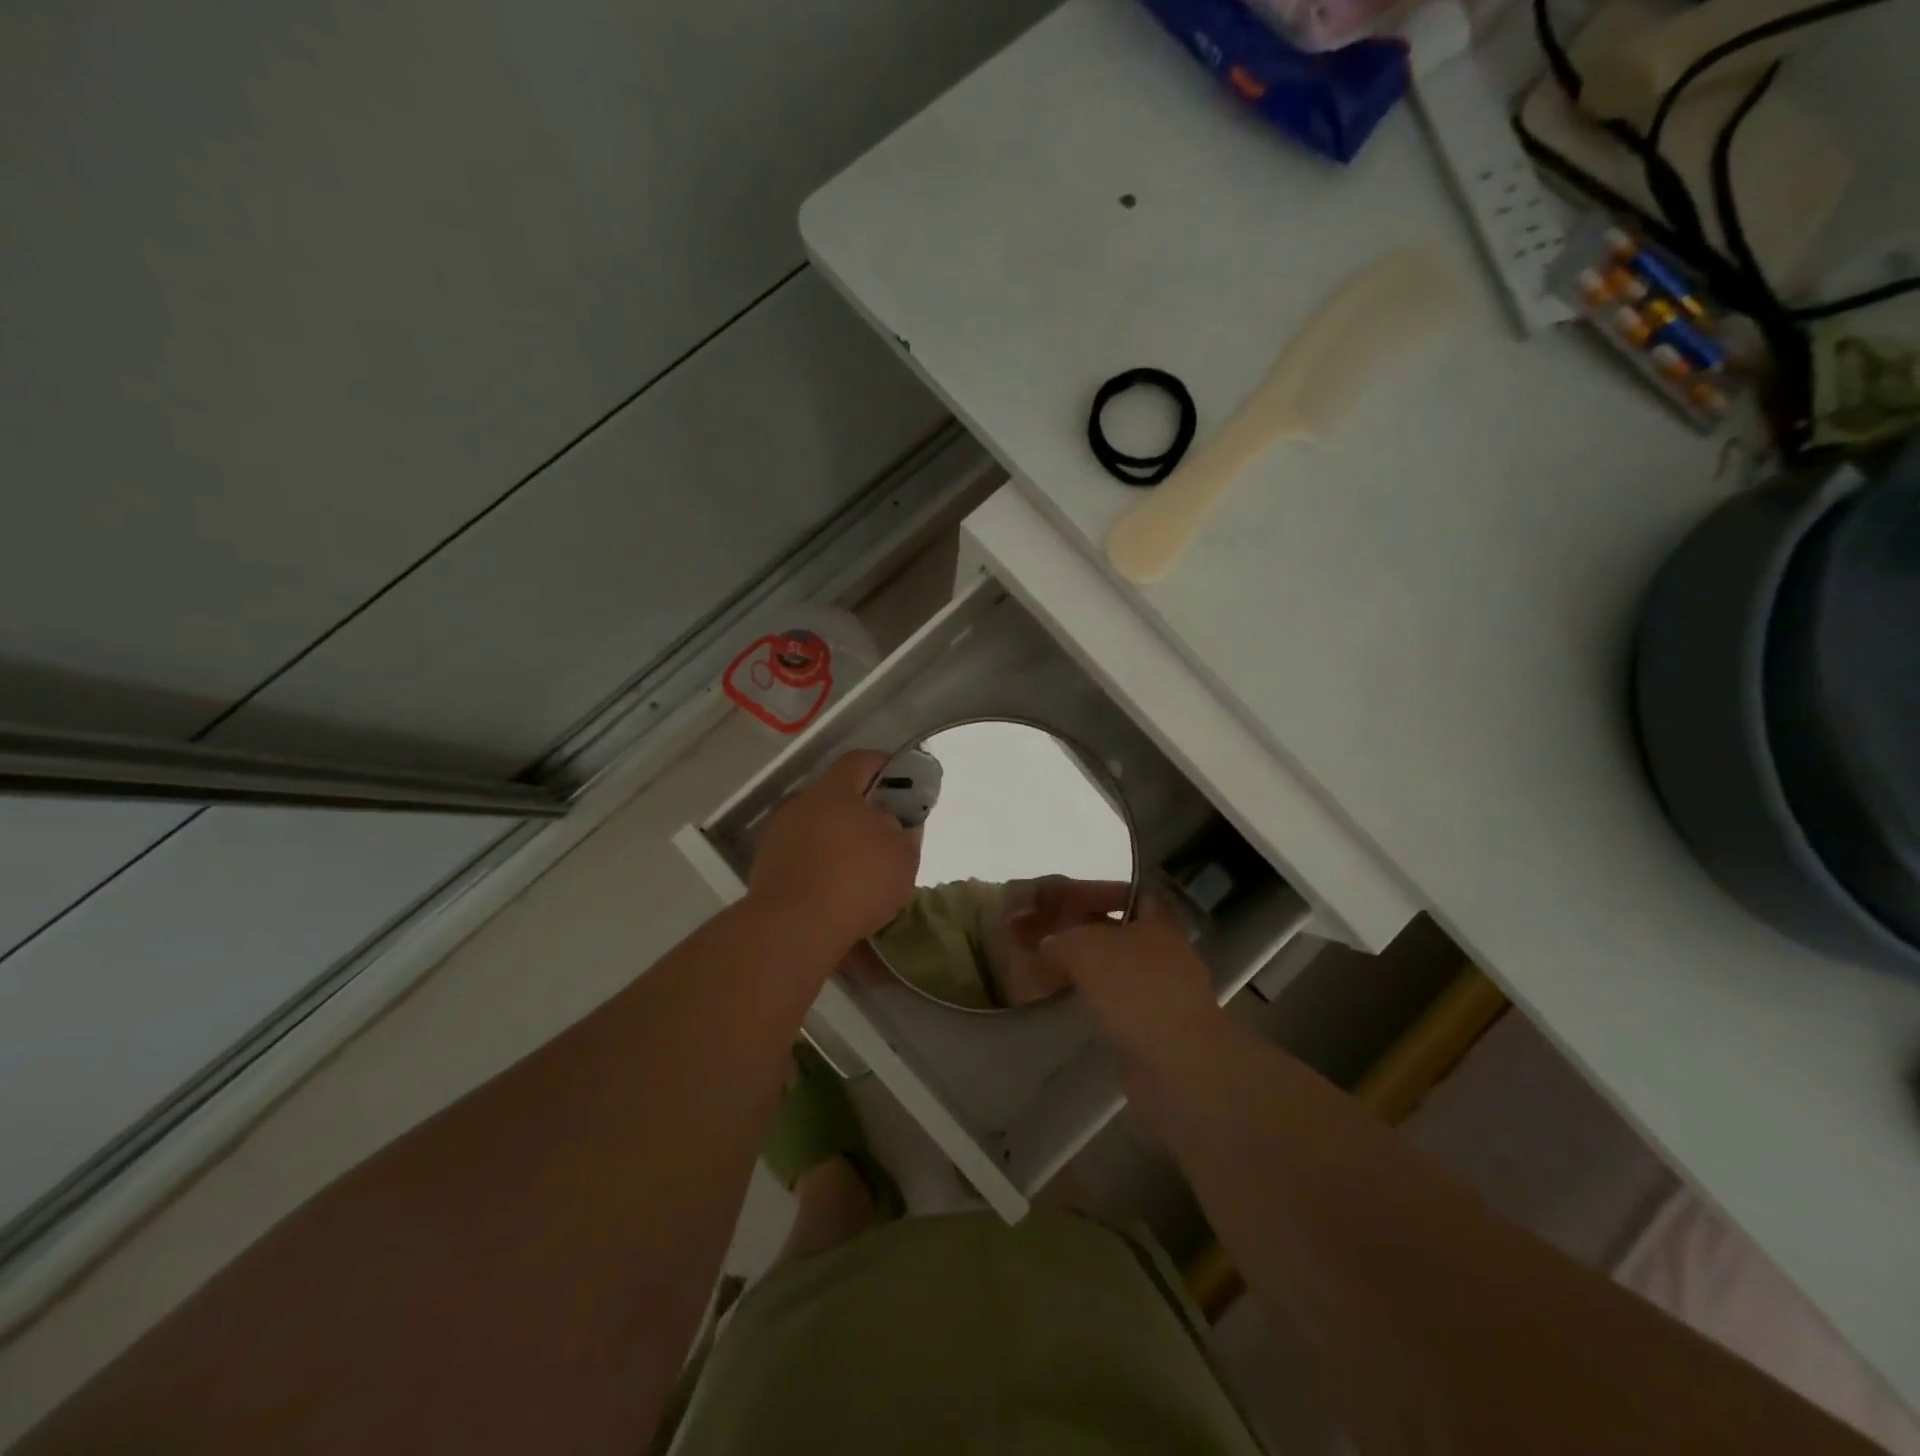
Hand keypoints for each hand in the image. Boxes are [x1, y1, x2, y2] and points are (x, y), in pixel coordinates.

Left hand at [749, 750, 919, 953]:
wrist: (793, 928)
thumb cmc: (856, 882)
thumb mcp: (902, 858)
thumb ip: (903, 834)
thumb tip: (892, 825)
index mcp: (834, 791)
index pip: (859, 761)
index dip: (882, 767)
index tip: (901, 783)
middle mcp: (800, 804)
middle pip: (835, 795)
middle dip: (859, 810)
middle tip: (882, 833)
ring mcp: (777, 835)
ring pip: (815, 826)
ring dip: (835, 839)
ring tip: (857, 867)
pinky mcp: (764, 866)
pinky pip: (800, 855)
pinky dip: (817, 864)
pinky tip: (833, 889)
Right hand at [1036, 897, 1223, 1070]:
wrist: (1177, 1064)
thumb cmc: (1134, 989)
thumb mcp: (1083, 949)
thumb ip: (1060, 940)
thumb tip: (1049, 946)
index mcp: (1159, 923)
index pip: (1137, 895)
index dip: (1106, 894)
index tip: (1073, 902)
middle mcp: (1170, 953)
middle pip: (1127, 935)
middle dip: (1094, 937)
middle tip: (1055, 940)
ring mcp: (1170, 994)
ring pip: (1125, 973)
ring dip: (1097, 975)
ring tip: (1058, 976)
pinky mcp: (1163, 1030)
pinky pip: (1127, 1007)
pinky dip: (1104, 1007)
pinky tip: (1078, 1011)